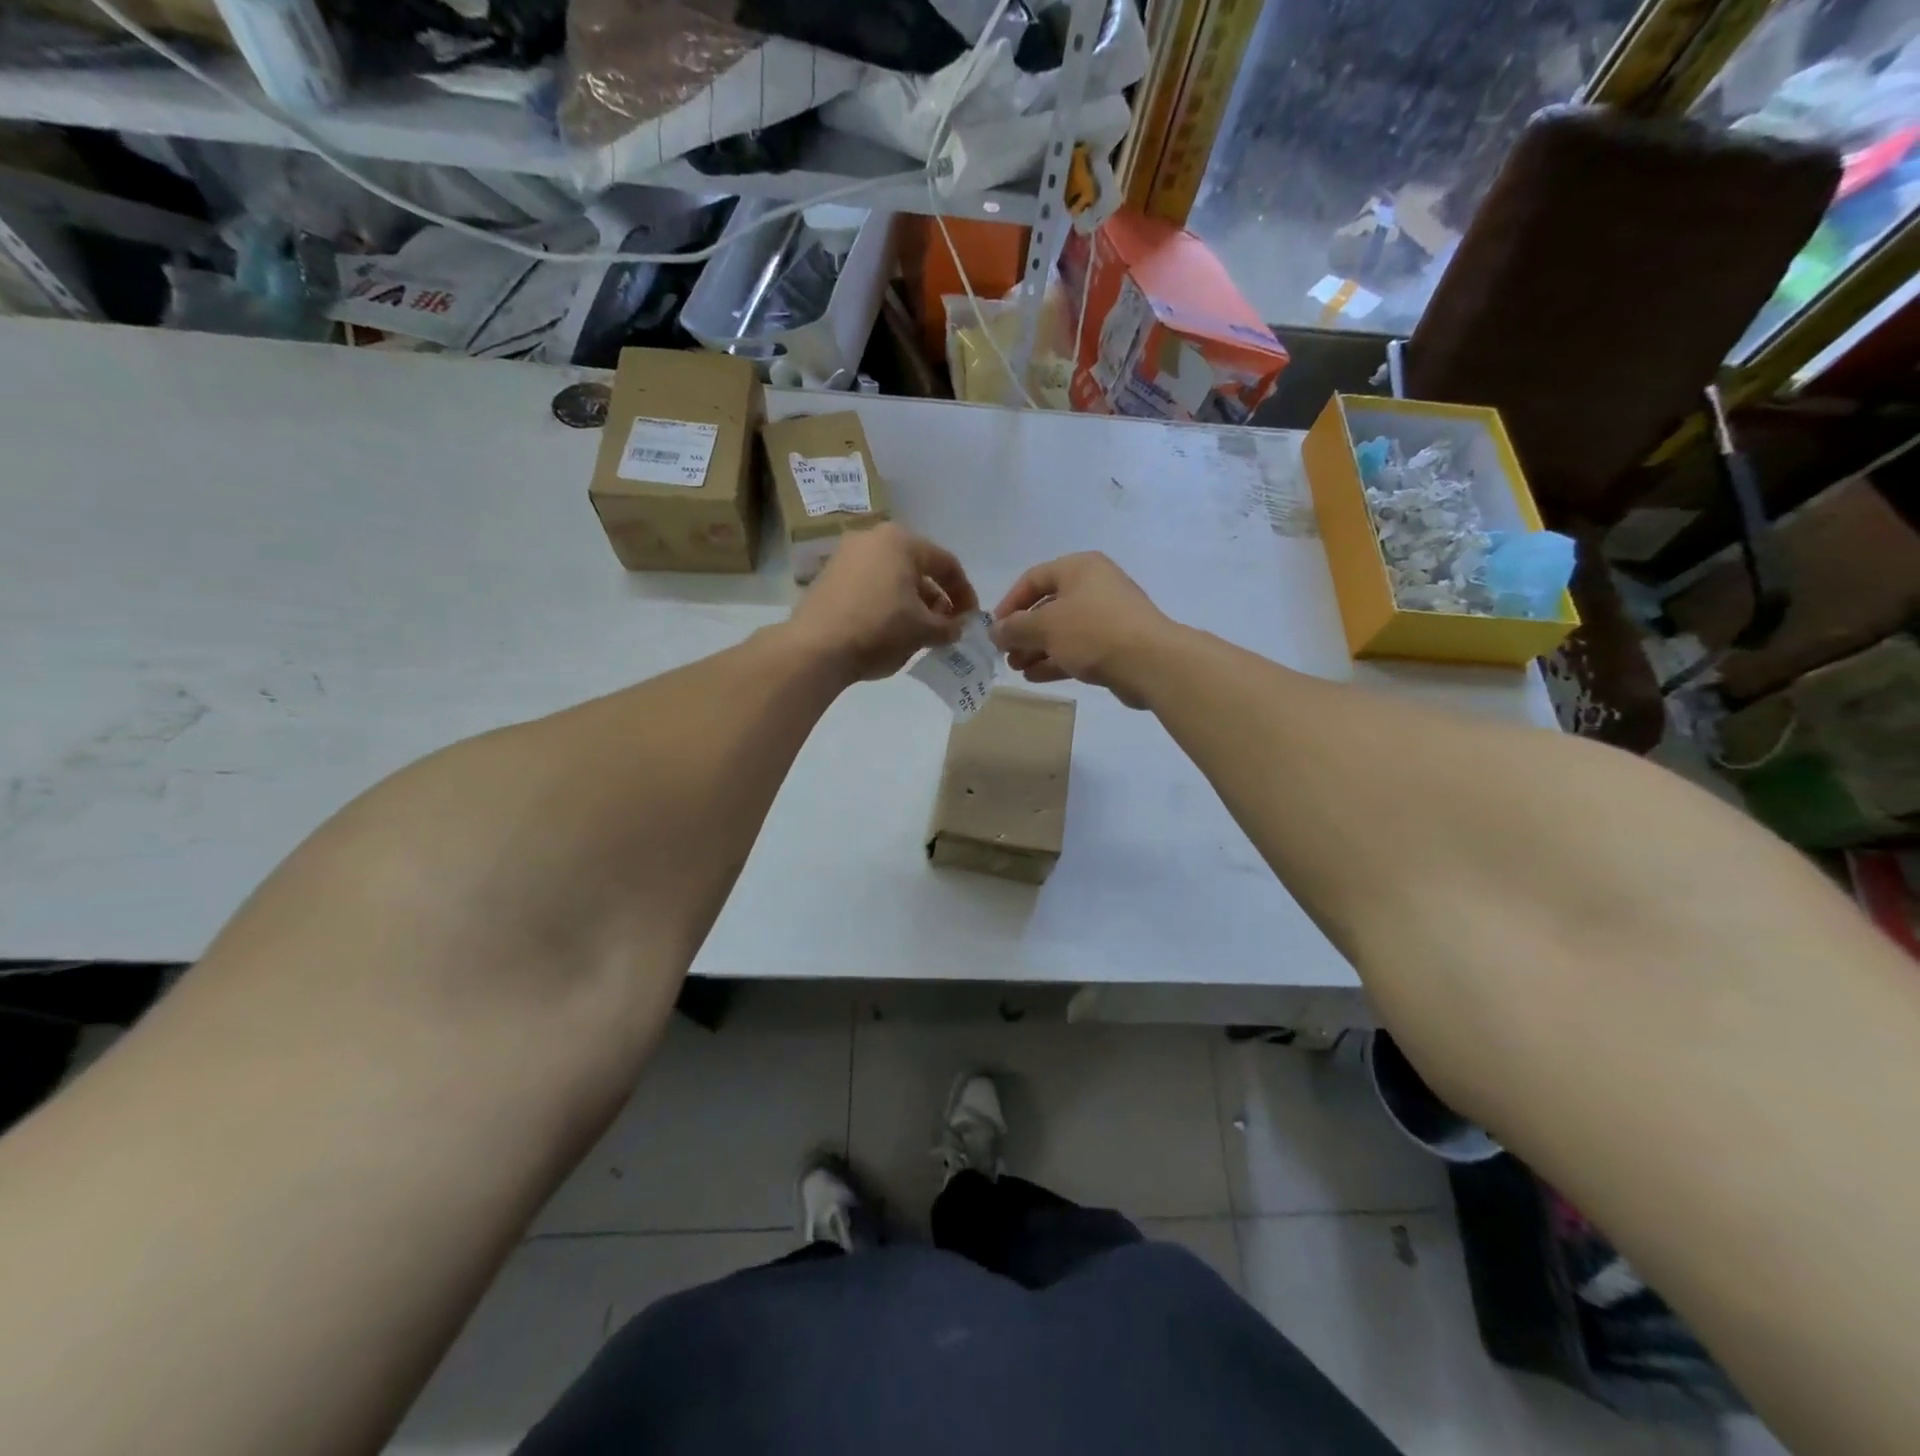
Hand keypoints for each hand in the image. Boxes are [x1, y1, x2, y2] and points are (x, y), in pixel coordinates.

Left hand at [788, 524, 979, 682]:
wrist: (815, 648)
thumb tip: (957, 629)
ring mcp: (845, 556)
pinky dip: (886, 604)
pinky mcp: (828, 577)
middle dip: (936, 598)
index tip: (971, 620)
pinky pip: (869, 586)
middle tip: (946, 626)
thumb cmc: (879, 629)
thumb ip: (949, 627)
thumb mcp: (923, 631)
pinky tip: (890, 630)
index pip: (946, 564)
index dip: (965, 594)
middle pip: (917, 568)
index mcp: (901, 541)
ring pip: (892, 577)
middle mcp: (872, 538)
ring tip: (920, 632)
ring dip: (912, 603)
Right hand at [990, 553, 1172, 708]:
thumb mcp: (1045, 626)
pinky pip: (1078, 648)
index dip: (1010, 603)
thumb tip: (995, 632)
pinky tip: (1035, 676)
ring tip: (1016, 668)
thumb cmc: (1093, 632)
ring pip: (1062, 630)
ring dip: (1036, 649)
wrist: (1151, 662)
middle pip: (1048, 606)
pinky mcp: (1115, 645)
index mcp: (1079, 568)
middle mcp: (1094, 586)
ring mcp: (1107, 617)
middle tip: (1005, 654)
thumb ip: (1015, 628)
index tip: (995, 628)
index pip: (1033, 578)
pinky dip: (1056, 660)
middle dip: (1023, 631)